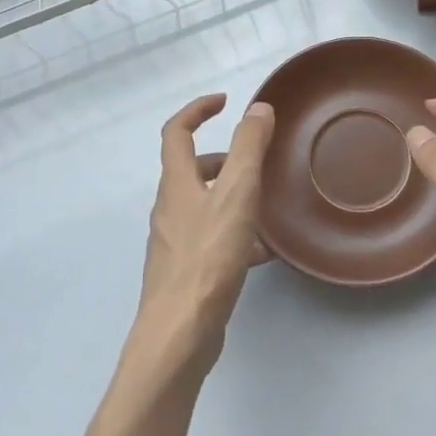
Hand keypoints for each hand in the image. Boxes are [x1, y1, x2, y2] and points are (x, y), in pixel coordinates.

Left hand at [138, 94, 275, 359]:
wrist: (179, 333)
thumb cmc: (208, 257)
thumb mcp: (236, 194)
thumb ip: (248, 148)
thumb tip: (257, 108)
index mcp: (176, 183)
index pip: (176, 132)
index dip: (198, 110)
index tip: (225, 102)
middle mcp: (169, 208)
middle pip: (190, 170)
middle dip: (222, 159)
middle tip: (255, 162)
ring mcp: (174, 243)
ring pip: (204, 206)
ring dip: (232, 197)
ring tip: (266, 207)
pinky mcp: (185, 272)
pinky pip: (211, 239)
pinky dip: (235, 234)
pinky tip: (262, 254)